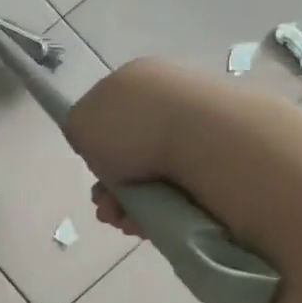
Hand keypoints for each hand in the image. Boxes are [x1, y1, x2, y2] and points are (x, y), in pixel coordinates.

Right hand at [69, 58, 228, 239]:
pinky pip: (180, 191)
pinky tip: (149, 223)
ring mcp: (198, 128)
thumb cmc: (134, 127)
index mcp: (136, 79)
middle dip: (112, 187)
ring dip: (131, 205)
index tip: (93, 173)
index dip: (94, 150)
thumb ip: (79, 129)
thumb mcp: (81, 122)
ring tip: (127, 221)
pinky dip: (160, 210)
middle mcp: (168, 99)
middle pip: (129, 152)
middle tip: (108, 207)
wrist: (206, 142)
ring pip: (152, 177)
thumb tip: (96, 142)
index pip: (107, 116)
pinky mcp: (222, 158)